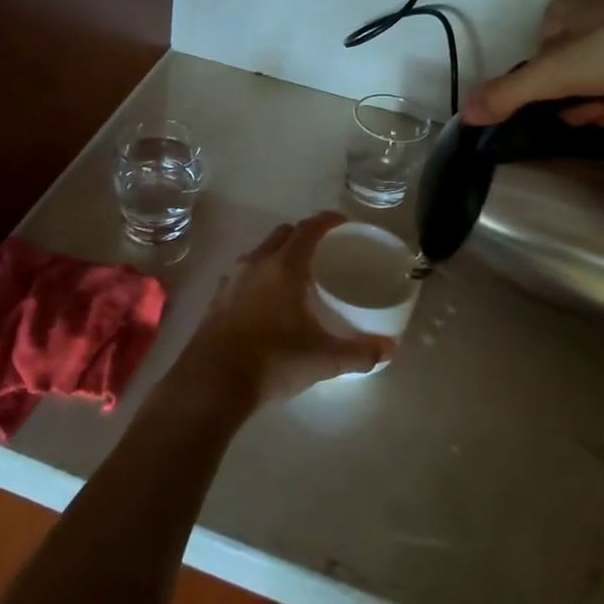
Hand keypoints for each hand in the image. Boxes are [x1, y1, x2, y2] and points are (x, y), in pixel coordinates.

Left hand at [164, 213, 394, 413]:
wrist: (212, 382)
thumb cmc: (273, 360)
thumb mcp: (323, 359)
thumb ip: (359, 352)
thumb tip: (390, 348)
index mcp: (284, 266)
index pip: (309, 229)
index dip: (327, 221)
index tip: (342, 222)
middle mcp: (257, 263)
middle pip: (283, 234)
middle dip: (303, 235)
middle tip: (323, 251)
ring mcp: (233, 279)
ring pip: (260, 253)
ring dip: (279, 255)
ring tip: (297, 277)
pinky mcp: (218, 298)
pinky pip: (244, 275)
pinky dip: (259, 277)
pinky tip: (268, 302)